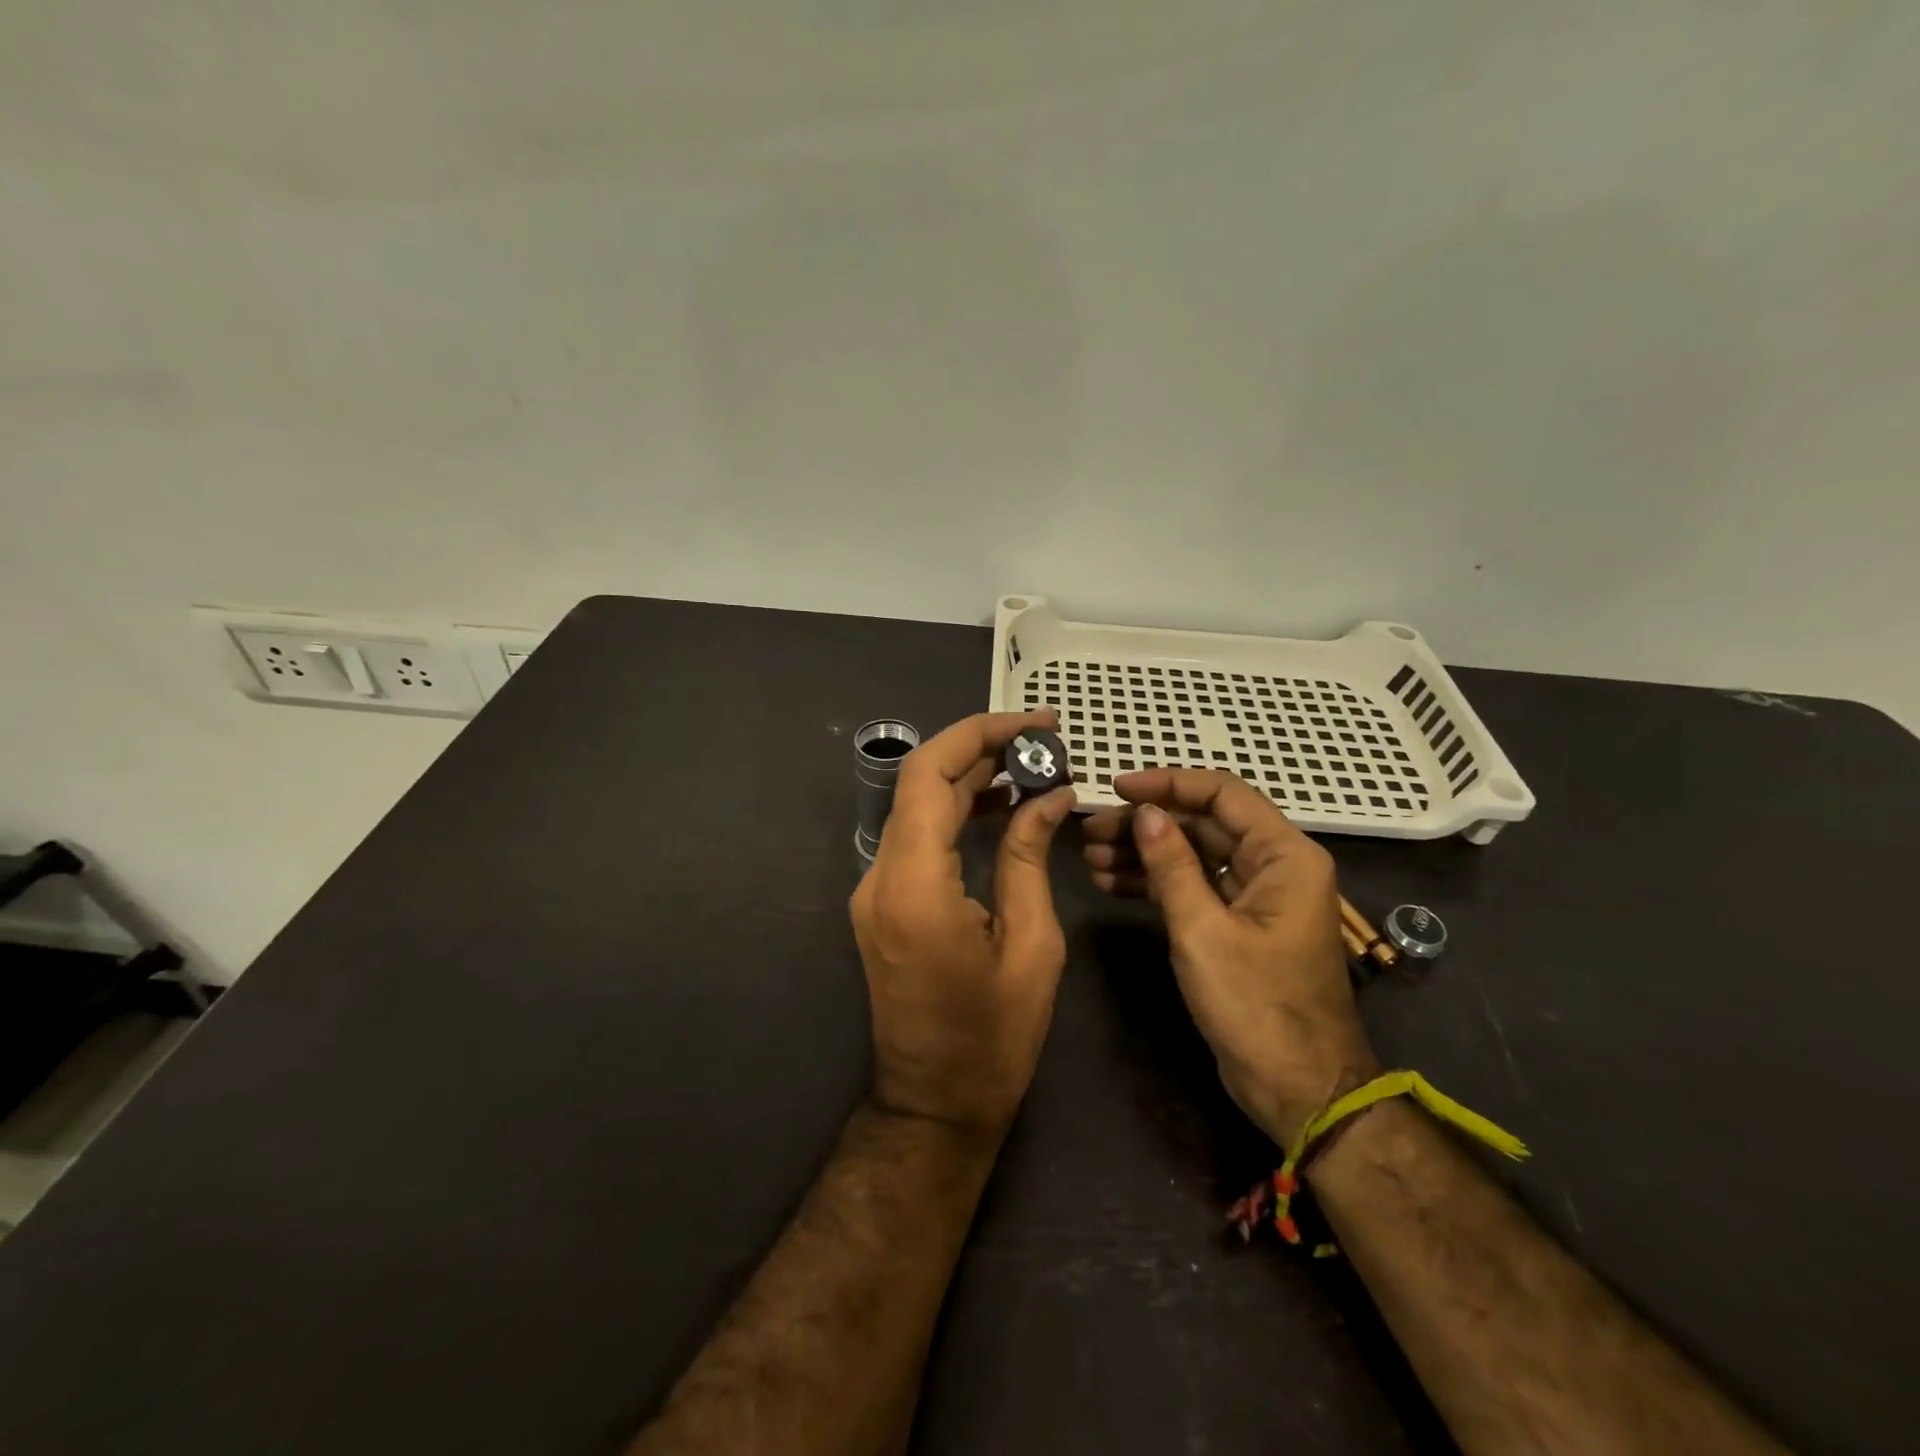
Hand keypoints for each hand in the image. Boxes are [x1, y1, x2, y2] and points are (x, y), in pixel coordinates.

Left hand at [850, 709, 1076, 1140]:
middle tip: (1045, 739)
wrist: (934, 1104)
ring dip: (970, 778)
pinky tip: (1002, 806)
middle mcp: (881, 877)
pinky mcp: (883, 902)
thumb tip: (1049, 795)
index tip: (1035, 724)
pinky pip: (917, 838)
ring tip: (1033, 765)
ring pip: (918, 806)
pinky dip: (956, 812)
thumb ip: (1029, 858)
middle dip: (982, 749)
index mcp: (915, 885)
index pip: (930, 775)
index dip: (980, 735)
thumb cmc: (992, 1039)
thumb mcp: (1032, 945)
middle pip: (921, 782)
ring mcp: (875, 890)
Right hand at [1083, 769, 1377, 1146]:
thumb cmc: (1256, 1006)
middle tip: (1090, 831)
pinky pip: (1194, 886)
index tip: (1116, 789)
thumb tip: (1146, 812)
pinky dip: (1156, 883)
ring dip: (1144, 853)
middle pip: (1202, 823)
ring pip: (1194, 854)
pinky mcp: (1238, 923)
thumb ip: (1172, 865)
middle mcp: (1274, 865)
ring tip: (1091, 859)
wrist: (1299, 1088)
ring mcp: (1255, 895)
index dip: (1166, 784)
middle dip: (1145, 824)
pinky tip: (1111, 883)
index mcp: (1284, 855)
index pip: (1221, 794)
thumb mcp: (1203, 930)